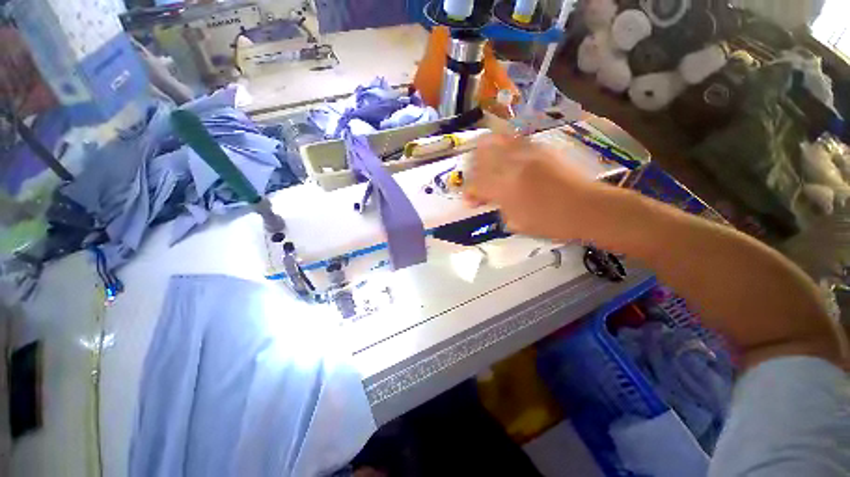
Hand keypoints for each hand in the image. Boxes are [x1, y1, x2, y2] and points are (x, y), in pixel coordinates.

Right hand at [464, 134, 598, 240]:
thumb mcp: (519, 223)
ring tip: (485, 162)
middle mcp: (513, 165)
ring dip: (485, 151)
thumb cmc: (552, 222)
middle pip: (481, 156)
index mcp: (506, 188)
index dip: (469, 192)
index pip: (477, 184)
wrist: (588, 208)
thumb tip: (489, 200)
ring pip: (496, 140)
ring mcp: (527, 153)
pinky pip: (514, 139)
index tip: (470, 200)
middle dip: (472, 167)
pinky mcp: (540, 148)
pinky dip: (503, 145)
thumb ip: (500, 208)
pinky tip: (505, 157)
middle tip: (476, 179)